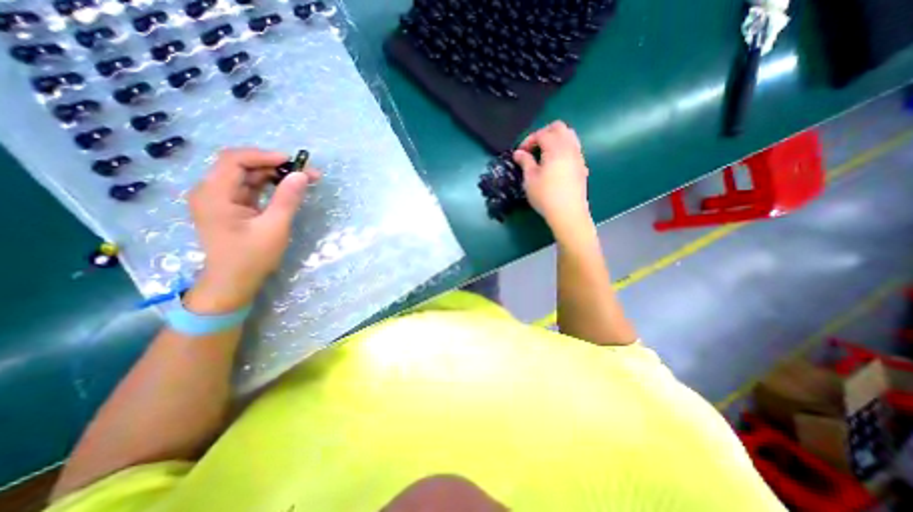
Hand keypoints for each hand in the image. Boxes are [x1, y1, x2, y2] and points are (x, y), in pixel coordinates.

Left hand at [183, 148, 319, 312]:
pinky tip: (288, 188)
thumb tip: (302, 175)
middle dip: (274, 165)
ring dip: (275, 175)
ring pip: (248, 176)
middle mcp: (211, 191)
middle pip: (241, 165)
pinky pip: (250, 188)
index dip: (264, 155)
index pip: (234, 160)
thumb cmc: (252, 257)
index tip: (293, 161)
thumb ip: (287, 199)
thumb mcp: (274, 227)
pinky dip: (270, 186)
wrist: (233, 282)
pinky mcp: (230, 206)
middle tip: (305, 172)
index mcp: (214, 194)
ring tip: (303, 179)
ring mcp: (220, 199)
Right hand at [513, 123, 592, 233]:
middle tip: (533, 147)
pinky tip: (555, 164)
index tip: (520, 153)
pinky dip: (563, 148)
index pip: (541, 134)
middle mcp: (569, 148)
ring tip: (544, 153)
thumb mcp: (530, 179)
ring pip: (569, 136)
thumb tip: (518, 153)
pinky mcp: (582, 167)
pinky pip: (574, 148)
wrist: (568, 213)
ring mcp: (578, 157)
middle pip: (559, 128)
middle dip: (544, 133)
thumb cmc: (545, 196)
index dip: (528, 140)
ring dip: (555, 139)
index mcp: (555, 148)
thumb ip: (525, 162)